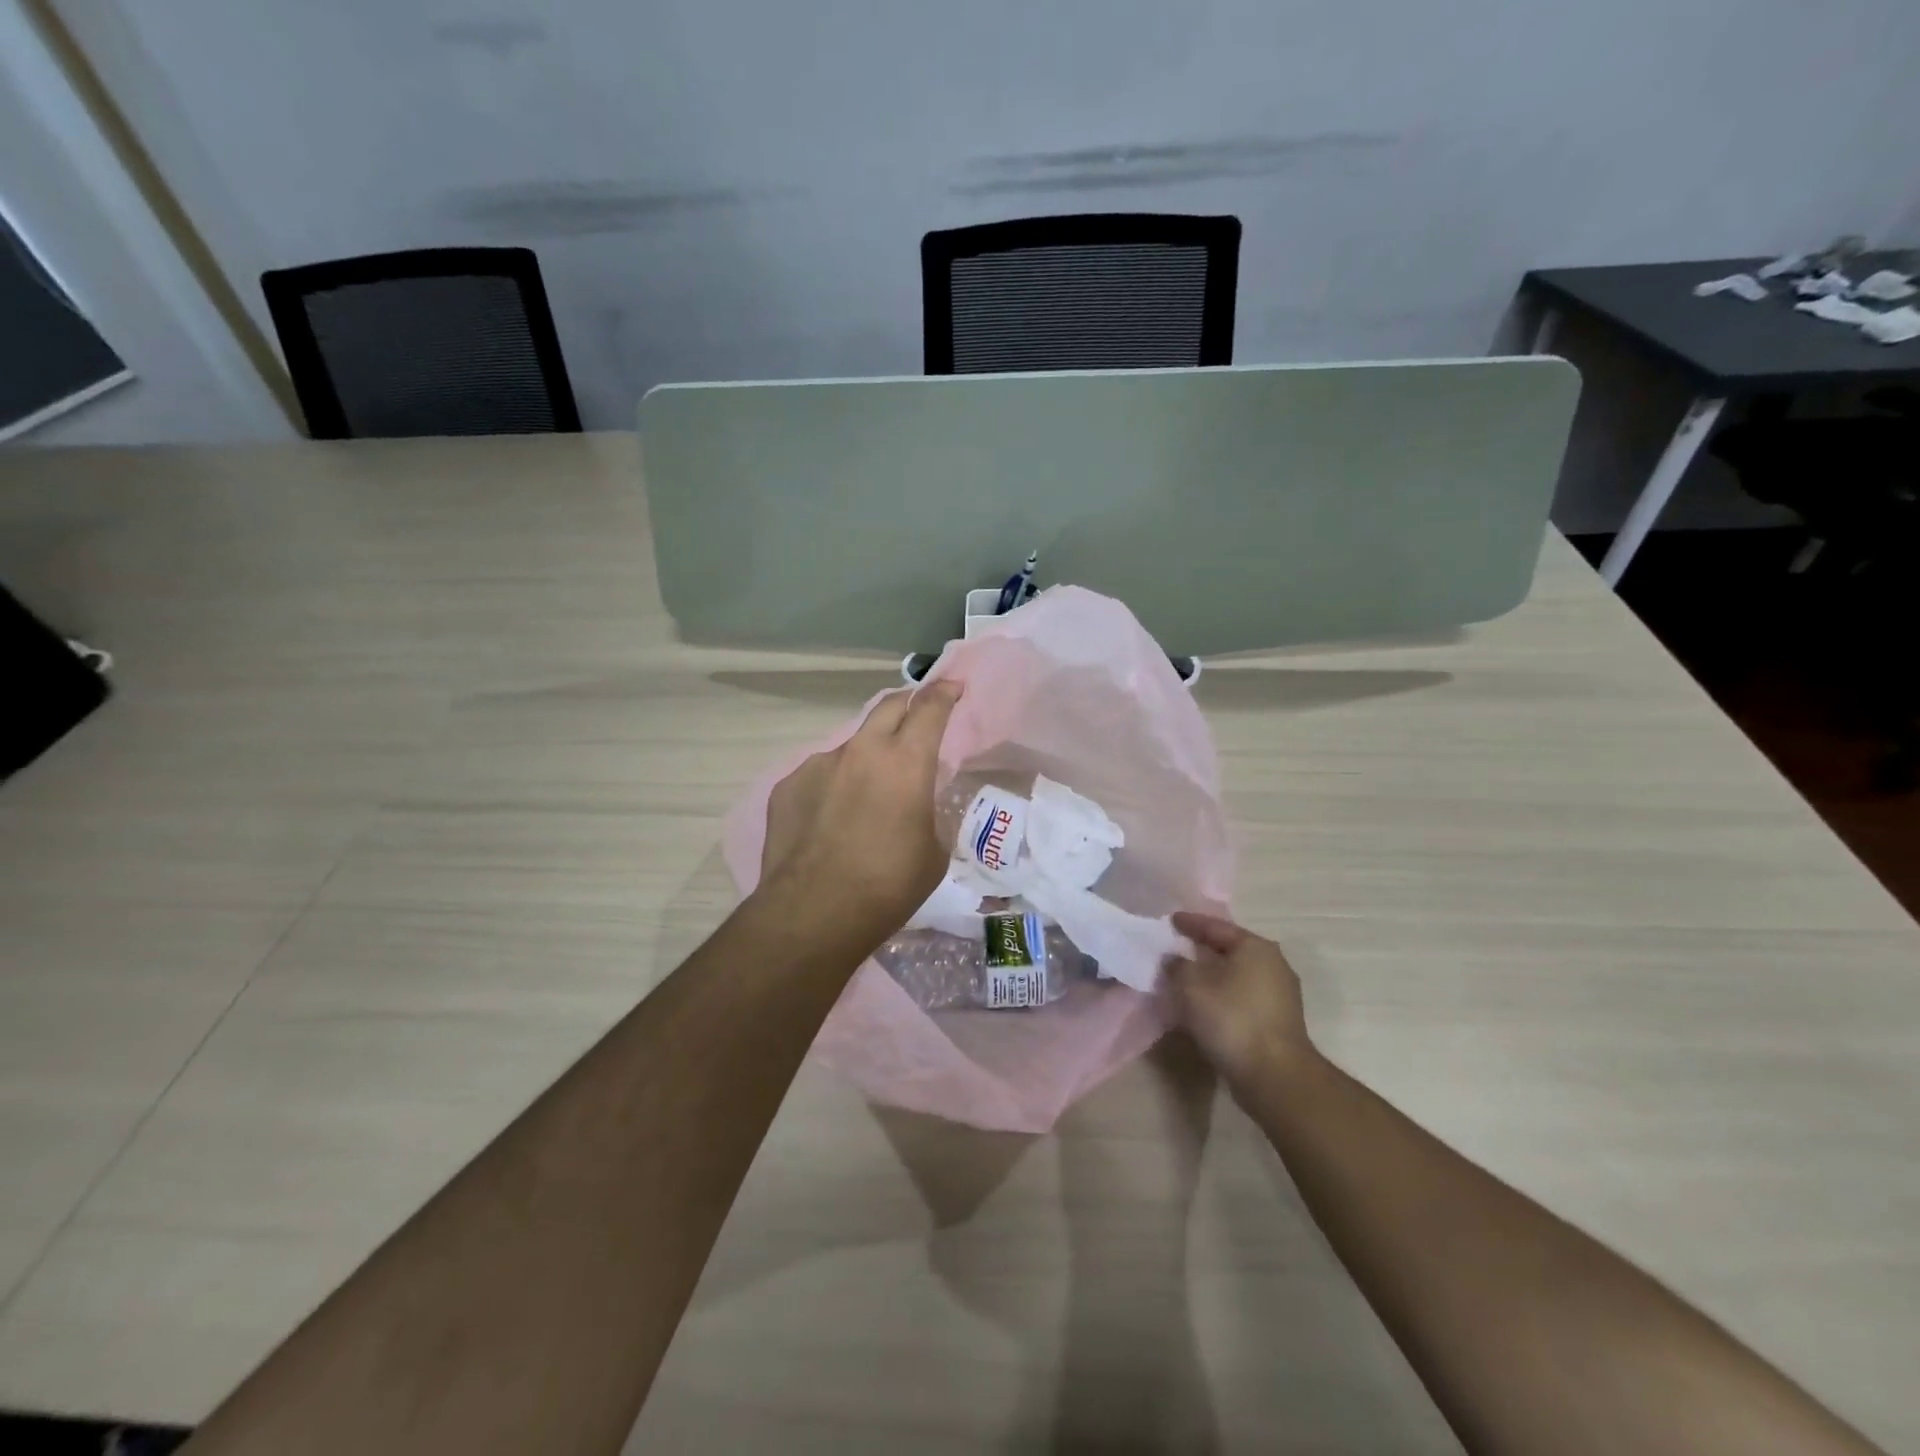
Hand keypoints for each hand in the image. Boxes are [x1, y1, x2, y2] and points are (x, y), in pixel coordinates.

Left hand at [757, 681, 961, 938]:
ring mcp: (819, 764)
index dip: (945, 692)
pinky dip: (835, 784)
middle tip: (918, 717)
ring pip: (852, 745)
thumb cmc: (888, 886)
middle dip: (908, 704)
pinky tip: (832, 818)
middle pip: (888, 707)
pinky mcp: (789, 784)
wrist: (813, 913)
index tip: (953, 686)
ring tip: (869, 791)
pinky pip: (821, 774)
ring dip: (868, 754)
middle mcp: (862, 751)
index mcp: (906, 762)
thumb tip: (916, 807)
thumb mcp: (933, 852)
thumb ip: (928, 814)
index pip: (929, 708)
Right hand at [1165, 912, 1316, 1093]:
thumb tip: (1175, 960)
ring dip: (1212, 975)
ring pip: (1237, 974)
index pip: (1216, 927)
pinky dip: (1222, 995)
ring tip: (1187, 977)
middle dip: (1202, 949)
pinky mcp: (1278, 1020)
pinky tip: (1205, 1003)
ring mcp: (1280, 994)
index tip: (1170, 919)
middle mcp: (1273, 964)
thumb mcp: (1191, 986)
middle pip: (1230, 949)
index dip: (1190, 923)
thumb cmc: (1232, 1019)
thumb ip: (1178, 966)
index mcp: (1255, 947)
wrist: (1274, 1076)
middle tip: (1177, 947)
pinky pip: (1242, 996)